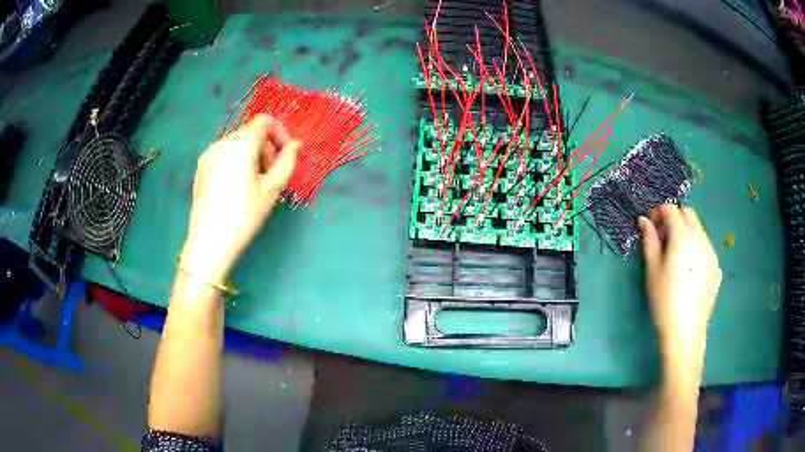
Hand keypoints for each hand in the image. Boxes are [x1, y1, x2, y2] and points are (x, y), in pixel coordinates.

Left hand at [180, 115, 299, 282]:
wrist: (208, 243)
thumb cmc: (243, 216)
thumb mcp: (271, 190)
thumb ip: (287, 162)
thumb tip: (296, 145)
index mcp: (240, 144)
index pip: (265, 121)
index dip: (280, 133)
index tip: (285, 156)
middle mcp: (222, 143)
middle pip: (251, 132)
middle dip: (266, 148)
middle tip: (271, 176)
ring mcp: (208, 155)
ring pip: (237, 144)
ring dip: (252, 156)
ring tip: (254, 184)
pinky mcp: (201, 168)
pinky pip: (224, 155)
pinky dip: (237, 162)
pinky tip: (237, 188)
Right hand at [638, 205, 721, 358]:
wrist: (685, 332)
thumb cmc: (664, 301)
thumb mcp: (652, 270)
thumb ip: (649, 241)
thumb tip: (644, 221)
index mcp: (683, 237)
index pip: (671, 210)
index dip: (659, 213)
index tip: (651, 226)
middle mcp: (701, 238)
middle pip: (688, 214)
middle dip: (675, 219)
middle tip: (664, 239)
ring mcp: (712, 253)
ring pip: (699, 230)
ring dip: (686, 233)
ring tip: (676, 257)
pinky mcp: (716, 267)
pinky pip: (705, 248)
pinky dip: (696, 248)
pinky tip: (689, 271)